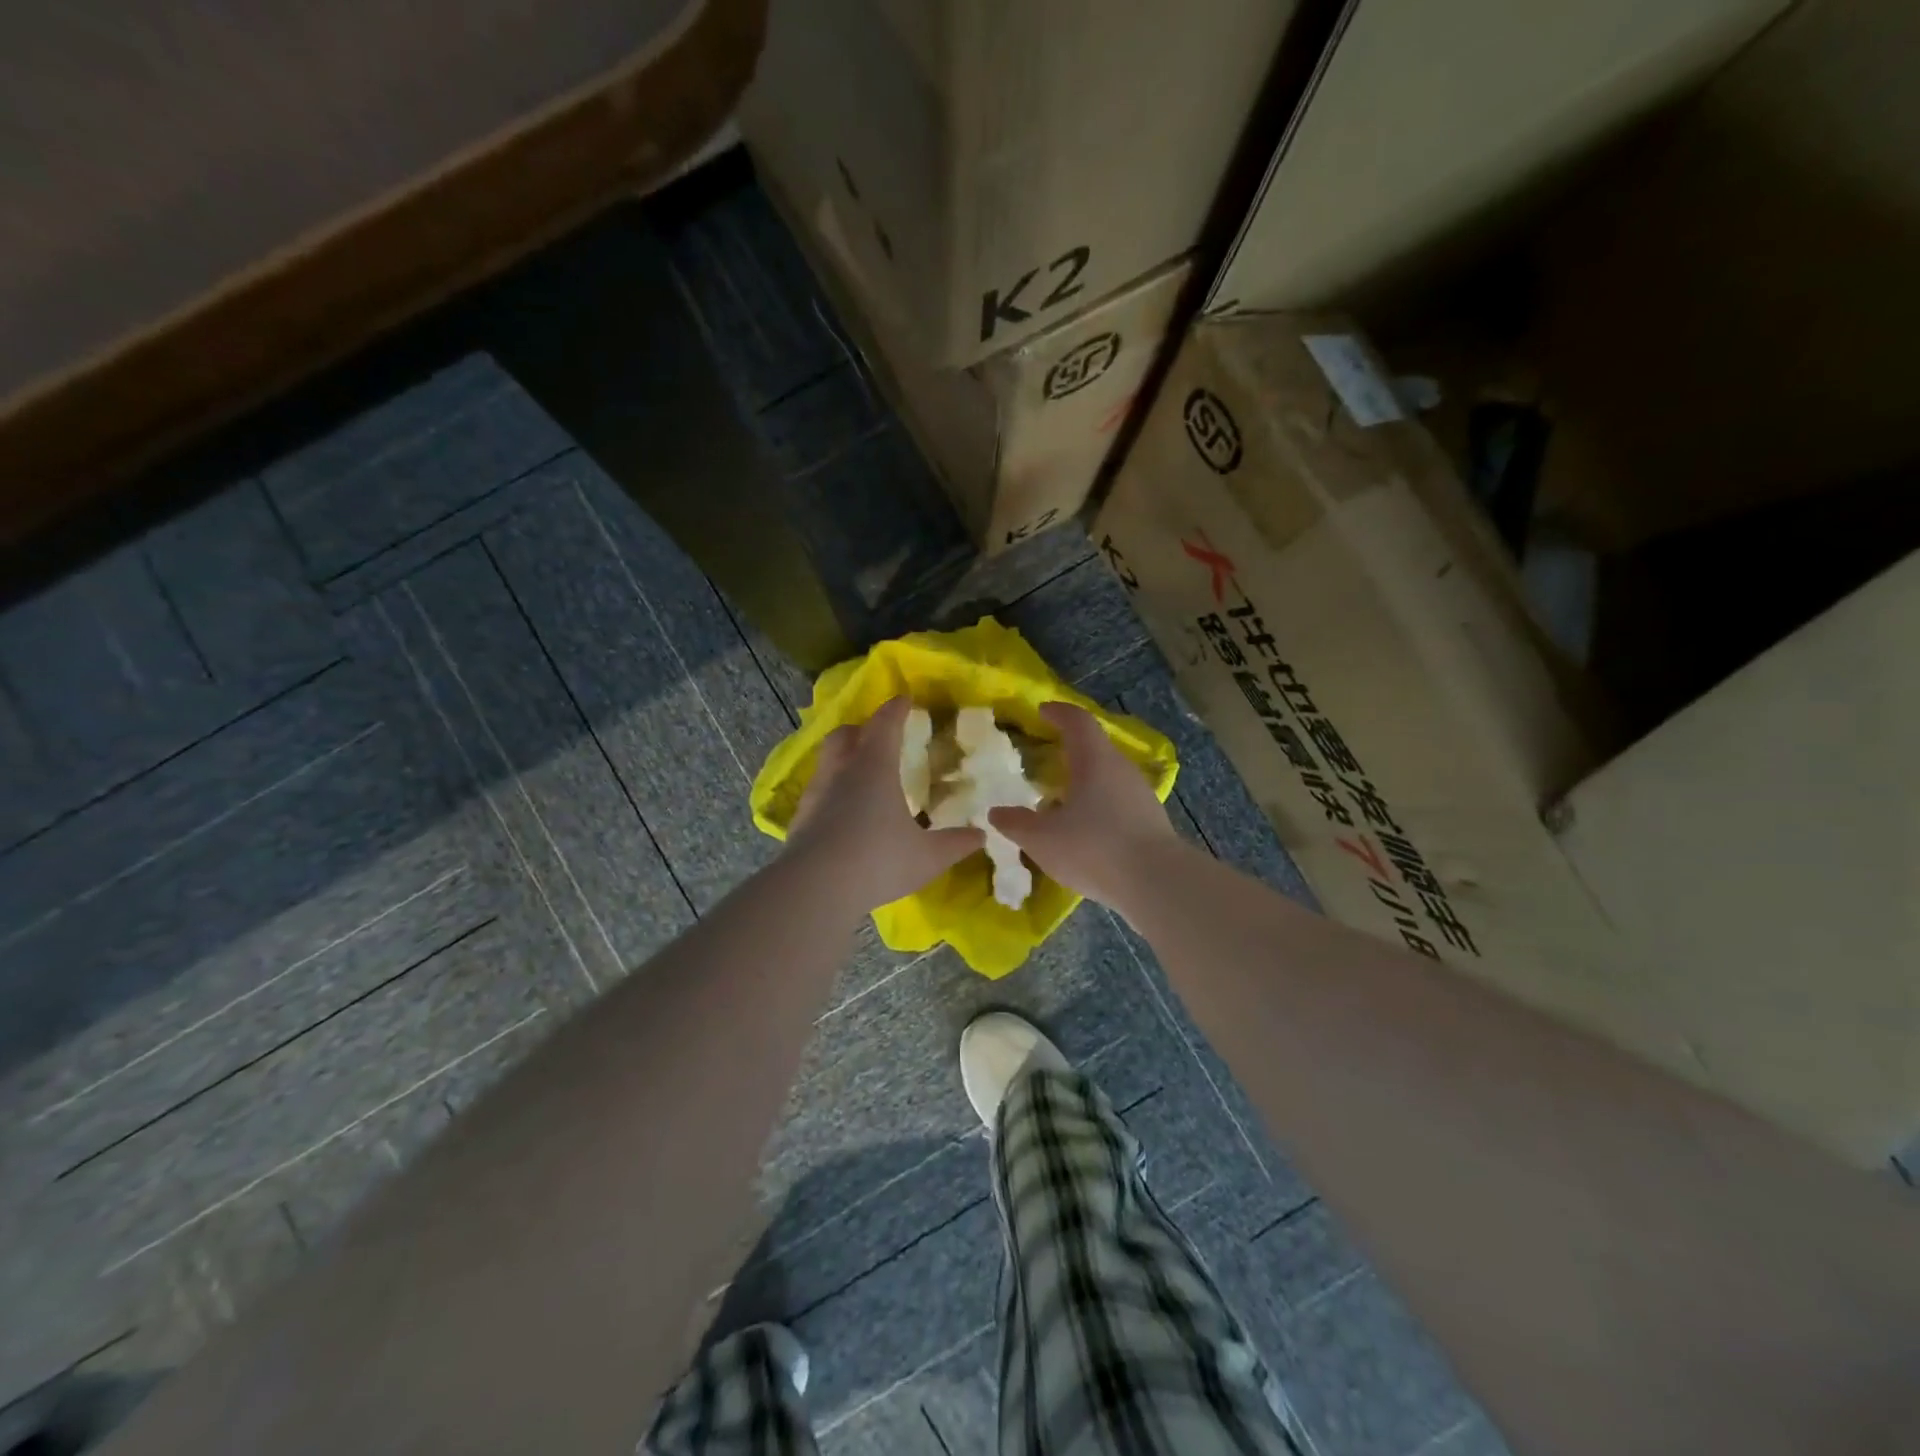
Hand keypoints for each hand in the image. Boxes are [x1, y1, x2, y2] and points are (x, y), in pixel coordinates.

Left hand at [786, 696, 984, 910]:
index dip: (896, 709)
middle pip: (846, 734)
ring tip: (860, 774)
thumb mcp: (927, 856)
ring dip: (844, 758)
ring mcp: (816, 794)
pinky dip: (832, 790)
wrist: (814, 888)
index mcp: (874, 766)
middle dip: (862, 728)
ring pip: (827, 761)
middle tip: (878, 735)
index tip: (905, 700)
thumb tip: (981, 835)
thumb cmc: (878, 860)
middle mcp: (841, 771)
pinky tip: (842, 811)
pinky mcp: (800, 818)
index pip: (885, 724)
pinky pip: (818, 791)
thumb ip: (955, 843)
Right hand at [990, 702, 1182, 912]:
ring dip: (1084, 782)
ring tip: (1060, 801)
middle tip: (1045, 760)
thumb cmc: (1094, 847)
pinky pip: (1117, 803)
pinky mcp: (1150, 822)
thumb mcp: (1042, 839)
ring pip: (1107, 777)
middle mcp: (1121, 769)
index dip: (1059, 712)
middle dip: (1070, 750)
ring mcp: (1140, 795)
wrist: (1157, 884)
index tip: (1043, 711)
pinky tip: (1084, 831)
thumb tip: (996, 813)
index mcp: (1094, 760)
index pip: (1077, 721)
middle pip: (1095, 748)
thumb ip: (1016, 823)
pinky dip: (1098, 806)